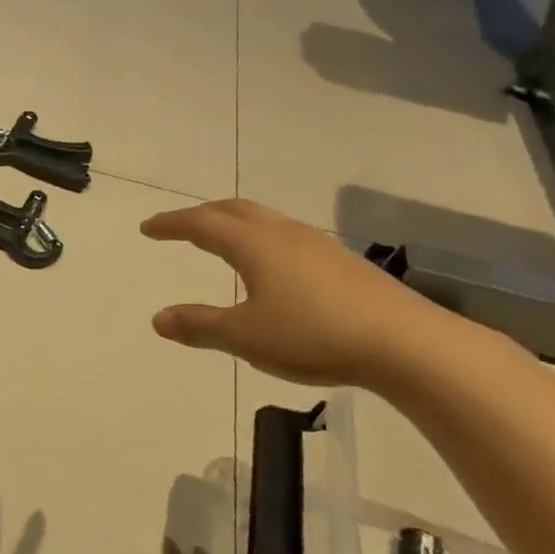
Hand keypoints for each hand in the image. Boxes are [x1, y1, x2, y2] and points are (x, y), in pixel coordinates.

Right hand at [141, 199, 467, 387]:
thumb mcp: (246, 337)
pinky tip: (271, 267)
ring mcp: (317, 245)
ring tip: (222, 241)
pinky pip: (287, 236)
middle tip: (180, 227)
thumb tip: (158, 319)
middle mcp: (283, 233)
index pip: (201, 224)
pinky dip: (261, 239)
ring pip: (265, 220)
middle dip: (202, 215)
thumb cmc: (314, 335)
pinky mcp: (343, 262)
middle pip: (234, 210)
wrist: (407, 343)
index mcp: (254, 245)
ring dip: (234, 223)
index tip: (147, 228)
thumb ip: (200, 325)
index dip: (171, 225)